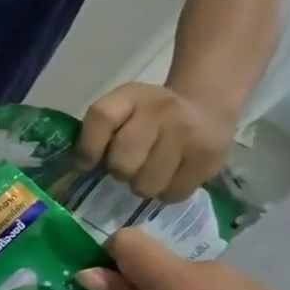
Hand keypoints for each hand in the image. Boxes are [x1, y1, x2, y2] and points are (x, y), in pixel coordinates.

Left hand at [76, 83, 234, 201]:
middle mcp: (161, 109)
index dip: (88, 148)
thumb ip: (98, 132)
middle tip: (129, 166)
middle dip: (120, 172)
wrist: (206, 106)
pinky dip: (166, 192)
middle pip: (122, 163)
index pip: (101, 118)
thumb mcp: (121, 109)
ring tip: (150, 172)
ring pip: (146, 185)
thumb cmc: (148, 116)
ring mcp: (188, 133)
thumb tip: (81, 168)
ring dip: (142, 186)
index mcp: (130, 95)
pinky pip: (172, 193)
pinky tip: (170, 176)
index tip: (85, 164)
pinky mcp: (208, 157)